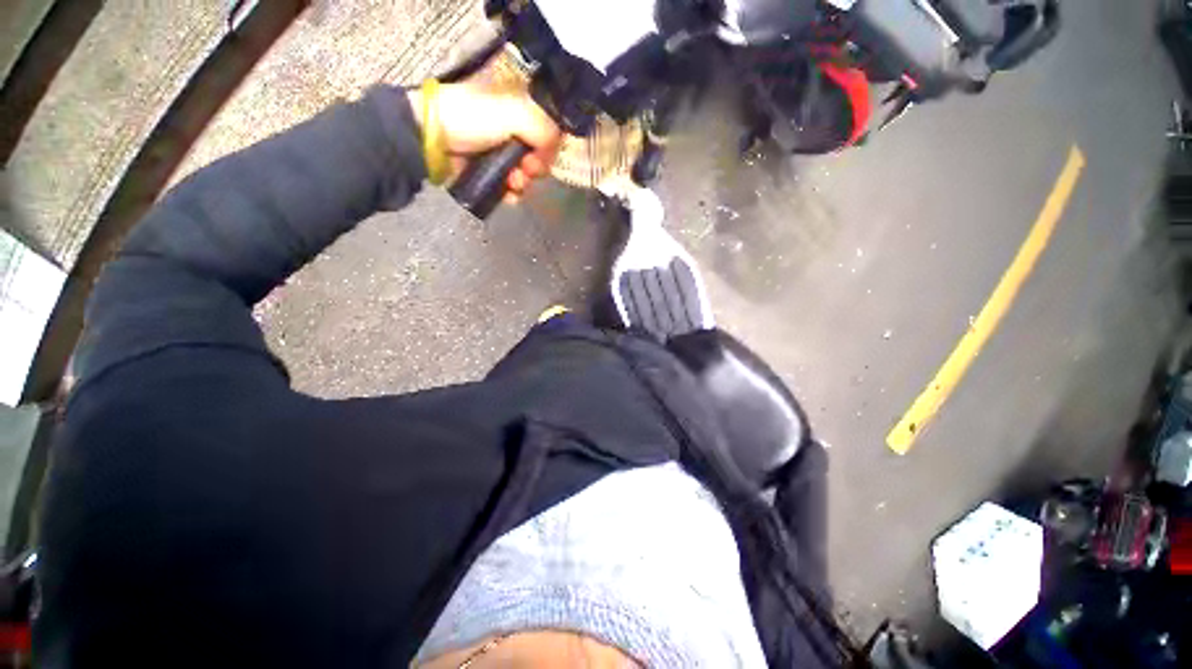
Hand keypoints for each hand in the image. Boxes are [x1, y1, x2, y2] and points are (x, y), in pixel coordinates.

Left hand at [409, 82, 561, 202]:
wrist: (431, 139)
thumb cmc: (471, 119)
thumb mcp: (512, 112)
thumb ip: (543, 129)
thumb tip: (555, 151)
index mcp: (518, 110)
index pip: (547, 132)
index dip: (549, 147)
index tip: (542, 155)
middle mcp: (512, 132)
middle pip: (538, 157)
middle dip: (535, 168)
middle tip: (525, 168)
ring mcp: (500, 154)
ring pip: (526, 175)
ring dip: (523, 183)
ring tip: (512, 182)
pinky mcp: (489, 173)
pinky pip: (510, 188)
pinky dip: (512, 194)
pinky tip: (508, 194)